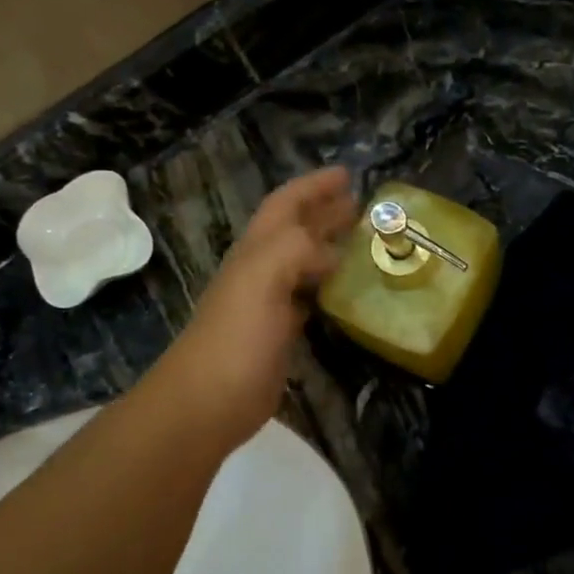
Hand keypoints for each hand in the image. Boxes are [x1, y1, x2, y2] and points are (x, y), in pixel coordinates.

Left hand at [156, 167, 355, 453]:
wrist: (209, 400)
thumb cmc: (236, 336)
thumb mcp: (261, 279)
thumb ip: (296, 249)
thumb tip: (334, 252)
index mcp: (257, 251)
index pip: (286, 205)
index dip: (313, 186)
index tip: (348, 174)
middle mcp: (262, 271)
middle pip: (296, 231)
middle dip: (326, 212)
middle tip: (364, 206)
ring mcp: (271, 304)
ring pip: (305, 264)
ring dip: (331, 248)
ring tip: (364, 243)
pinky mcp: (281, 335)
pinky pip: (310, 300)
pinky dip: (330, 289)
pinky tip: (347, 292)